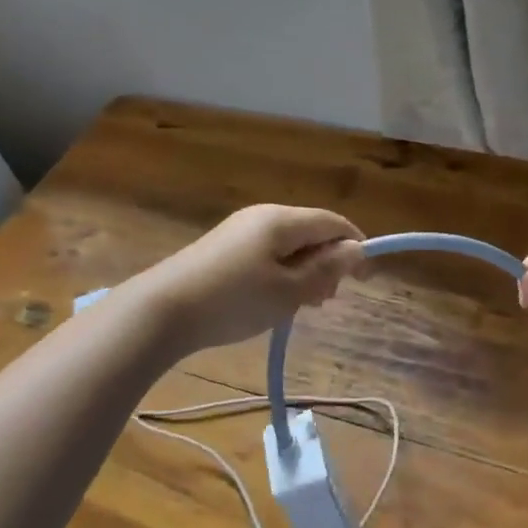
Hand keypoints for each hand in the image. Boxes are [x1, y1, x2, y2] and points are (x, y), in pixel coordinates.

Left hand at [135, 205, 365, 353]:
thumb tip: (357, 249)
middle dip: (327, 263)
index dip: (355, 246)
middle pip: (311, 232)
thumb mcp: (288, 291)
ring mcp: (239, 231)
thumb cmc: (233, 300)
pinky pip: (266, 254)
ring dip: (304, 272)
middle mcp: (262, 216)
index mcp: (282, 220)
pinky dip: (281, 274)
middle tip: (324, 300)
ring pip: (289, 245)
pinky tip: (272, 301)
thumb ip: (326, 269)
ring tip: (300, 306)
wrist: (161, 311)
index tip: (366, 280)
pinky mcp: (223, 249)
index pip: (333, 222)